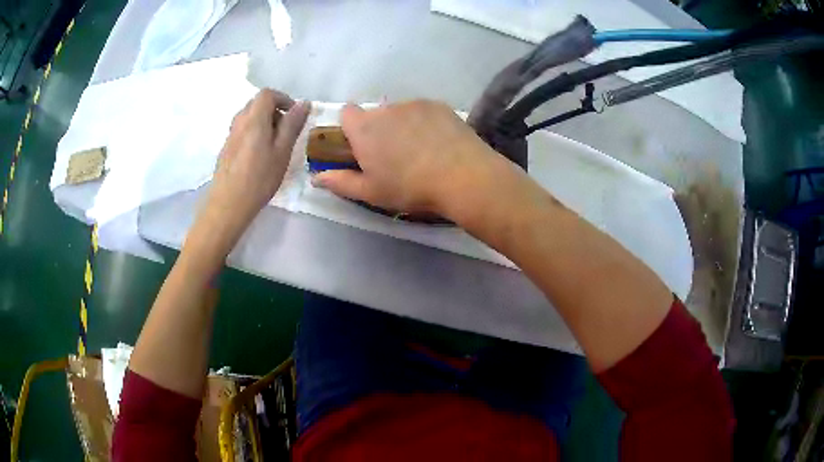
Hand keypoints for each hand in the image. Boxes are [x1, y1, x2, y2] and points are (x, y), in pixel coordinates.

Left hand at [196, 89, 309, 247]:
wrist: (227, 205)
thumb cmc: (259, 178)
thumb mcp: (282, 151)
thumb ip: (292, 124)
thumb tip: (304, 103)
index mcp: (254, 118)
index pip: (267, 94)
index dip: (283, 99)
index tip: (295, 115)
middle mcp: (239, 121)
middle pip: (257, 103)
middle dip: (275, 110)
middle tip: (287, 131)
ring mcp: (230, 135)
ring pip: (249, 117)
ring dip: (264, 122)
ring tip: (274, 145)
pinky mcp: (226, 149)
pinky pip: (242, 131)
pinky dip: (254, 134)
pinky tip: (259, 156)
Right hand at [312, 100, 504, 216]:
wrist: (463, 176)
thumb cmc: (410, 187)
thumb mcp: (371, 192)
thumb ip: (340, 182)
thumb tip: (316, 177)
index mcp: (364, 128)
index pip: (346, 112)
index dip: (350, 127)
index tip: (359, 145)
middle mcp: (386, 109)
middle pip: (374, 113)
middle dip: (378, 129)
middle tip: (393, 154)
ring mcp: (414, 104)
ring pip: (400, 111)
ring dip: (402, 124)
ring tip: (420, 149)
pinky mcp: (438, 105)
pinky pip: (423, 110)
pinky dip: (425, 122)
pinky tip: (438, 142)